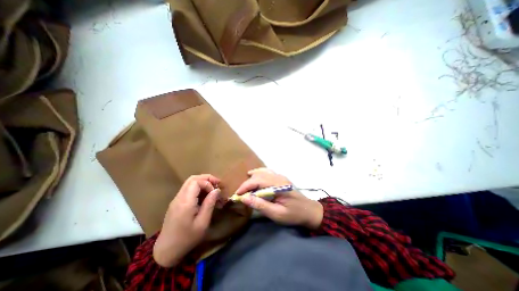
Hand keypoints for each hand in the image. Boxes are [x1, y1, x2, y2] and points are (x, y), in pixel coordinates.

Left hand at [152, 174, 219, 267]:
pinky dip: (198, 188)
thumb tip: (216, 190)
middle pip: (192, 179)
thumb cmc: (187, 238)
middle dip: (206, 179)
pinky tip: (205, 196)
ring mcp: (176, 199)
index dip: (208, 183)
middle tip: (217, 184)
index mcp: (185, 202)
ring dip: (203, 183)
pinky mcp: (176, 203)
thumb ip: (209, 204)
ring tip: (213, 189)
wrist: (166, 251)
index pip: (196, 181)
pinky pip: (188, 189)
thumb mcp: (202, 223)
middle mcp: (179, 197)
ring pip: (190, 183)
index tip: (215, 192)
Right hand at [234, 169, 323, 229]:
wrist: (309, 211)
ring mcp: (281, 177)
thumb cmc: (294, 214)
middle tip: (240, 193)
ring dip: (253, 176)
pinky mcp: (281, 179)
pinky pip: (268, 172)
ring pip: (263, 171)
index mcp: (278, 185)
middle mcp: (279, 177)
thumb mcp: (277, 214)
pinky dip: (259, 173)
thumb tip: (245, 198)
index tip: (237, 194)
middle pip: (259, 175)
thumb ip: (261, 205)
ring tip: (245, 184)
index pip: (258, 181)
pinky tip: (255, 176)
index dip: (246, 186)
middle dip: (248, 183)